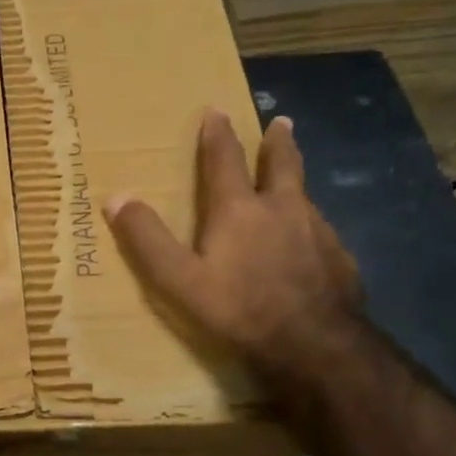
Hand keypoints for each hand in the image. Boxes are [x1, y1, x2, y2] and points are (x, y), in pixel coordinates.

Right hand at [104, 112, 359, 376]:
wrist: (314, 345)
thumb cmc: (238, 308)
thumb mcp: (178, 279)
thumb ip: (147, 240)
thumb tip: (116, 198)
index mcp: (240, 210)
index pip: (225, 160)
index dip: (217, 135)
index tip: (217, 110)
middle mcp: (283, 209)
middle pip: (281, 165)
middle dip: (276, 142)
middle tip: (280, 123)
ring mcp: (318, 232)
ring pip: (304, 196)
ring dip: (295, 182)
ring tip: (291, 182)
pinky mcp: (339, 259)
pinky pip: (320, 231)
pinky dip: (310, 224)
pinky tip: (309, 240)